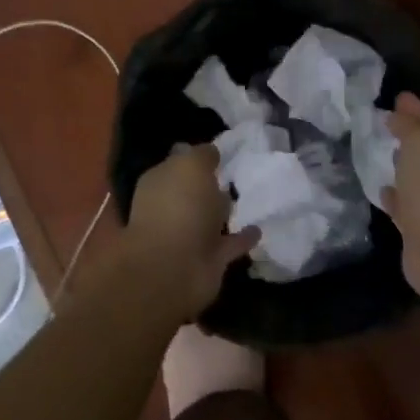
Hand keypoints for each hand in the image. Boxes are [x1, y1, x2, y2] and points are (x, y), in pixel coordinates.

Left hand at [124, 144, 258, 319]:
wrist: (173, 268)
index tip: (219, 150)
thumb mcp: (191, 166)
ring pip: (210, 219)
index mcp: (160, 183)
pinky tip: (259, 229)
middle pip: (193, 192)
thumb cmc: (179, 207)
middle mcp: (170, 208)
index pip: (178, 163)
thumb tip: (211, 151)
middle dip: (210, 184)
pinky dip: (242, 238)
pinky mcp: (208, 260)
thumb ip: (203, 155)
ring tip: (249, 198)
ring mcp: (188, 236)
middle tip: (237, 173)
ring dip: (224, 211)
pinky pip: (230, 244)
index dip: (196, 156)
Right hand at [385, 93, 419, 300]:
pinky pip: (409, 205)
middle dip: (411, 136)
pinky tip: (382, 190)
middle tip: (386, 123)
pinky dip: (397, 197)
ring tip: (382, 153)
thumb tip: (398, 115)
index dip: (415, 107)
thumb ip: (407, 125)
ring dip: (404, 167)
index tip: (396, 96)